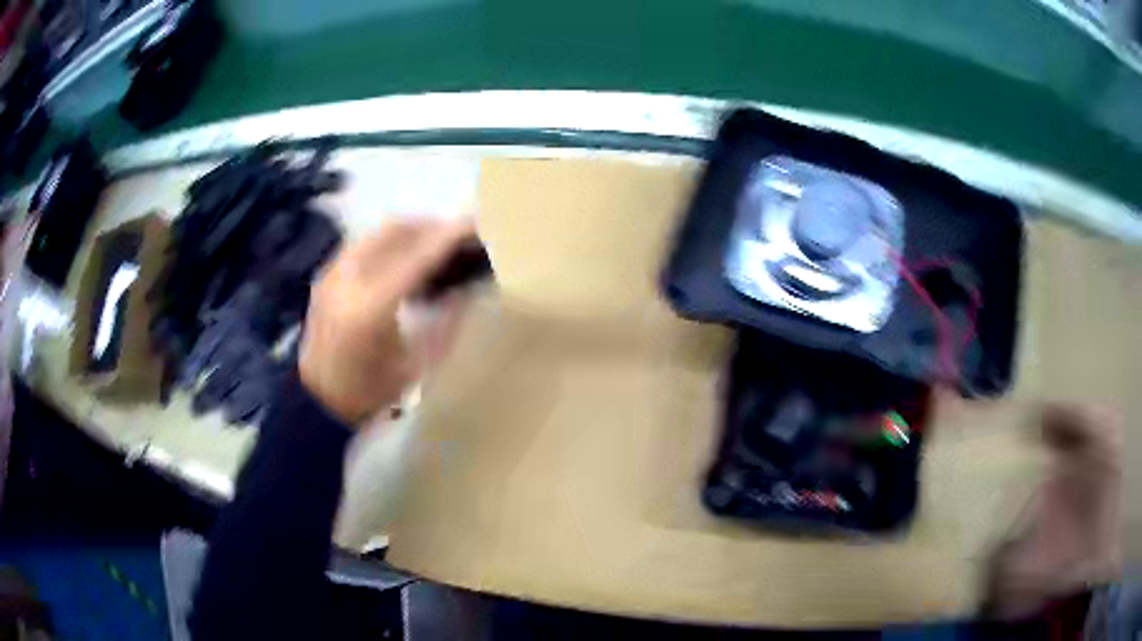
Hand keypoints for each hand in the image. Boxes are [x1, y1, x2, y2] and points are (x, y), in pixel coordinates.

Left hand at [299, 219, 474, 424]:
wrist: (315, 399)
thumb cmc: (368, 391)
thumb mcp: (415, 367)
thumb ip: (446, 325)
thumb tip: (468, 290)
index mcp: (371, 308)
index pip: (418, 257)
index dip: (449, 237)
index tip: (477, 224)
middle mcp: (349, 279)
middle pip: (397, 231)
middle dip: (432, 227)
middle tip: (459, 238)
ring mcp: (334, 272)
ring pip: (379, 231)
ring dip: (411, 231)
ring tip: (435, 246)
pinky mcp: (327, 273)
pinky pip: (365, 242)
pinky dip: (390, 241)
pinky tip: (404, 259)